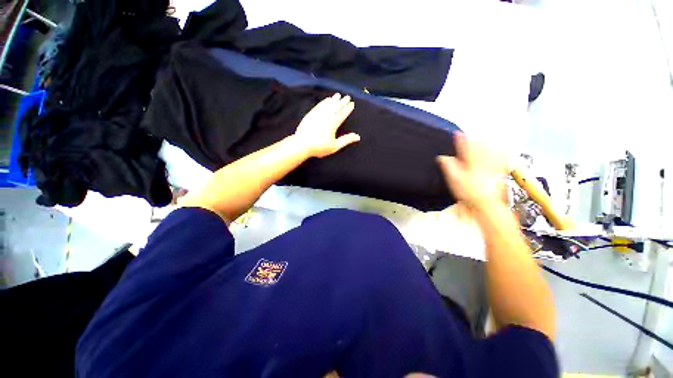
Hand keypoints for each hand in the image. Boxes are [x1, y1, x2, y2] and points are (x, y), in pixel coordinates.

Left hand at [293, 93, 359, 157]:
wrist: (302, 144)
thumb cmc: (319, 147)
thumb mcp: (335, 146)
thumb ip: (346, 140)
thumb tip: (358, 136)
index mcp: (333, 124)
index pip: (342, 114)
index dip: (347, 109)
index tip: (352, 103)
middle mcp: (326, 116)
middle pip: (335, 107)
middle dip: (342, 102)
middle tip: (347, 97)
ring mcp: (317, 114)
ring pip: (327, 104)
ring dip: (333, 100)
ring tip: (337, 95)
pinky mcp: (310, 114)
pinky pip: (319, 105)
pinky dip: (323, 102)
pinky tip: (325, 100)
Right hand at [437, 133, 508, 208]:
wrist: (486, 203)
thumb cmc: (469, 192)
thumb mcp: (454, 179)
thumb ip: (448, 166)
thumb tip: (442, 157)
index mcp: (470, 162)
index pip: (465, 147)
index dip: (460, 140)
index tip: (457, 133)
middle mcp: (483, 162)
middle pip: (479, 147)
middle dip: (473, 140)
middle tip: (469, 136)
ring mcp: (492, 167)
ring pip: (491, 151)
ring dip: (486, 144)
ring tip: (483, 139)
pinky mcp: (499, 172)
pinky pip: (501, 159)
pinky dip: (500, 152)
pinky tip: (501, 149)